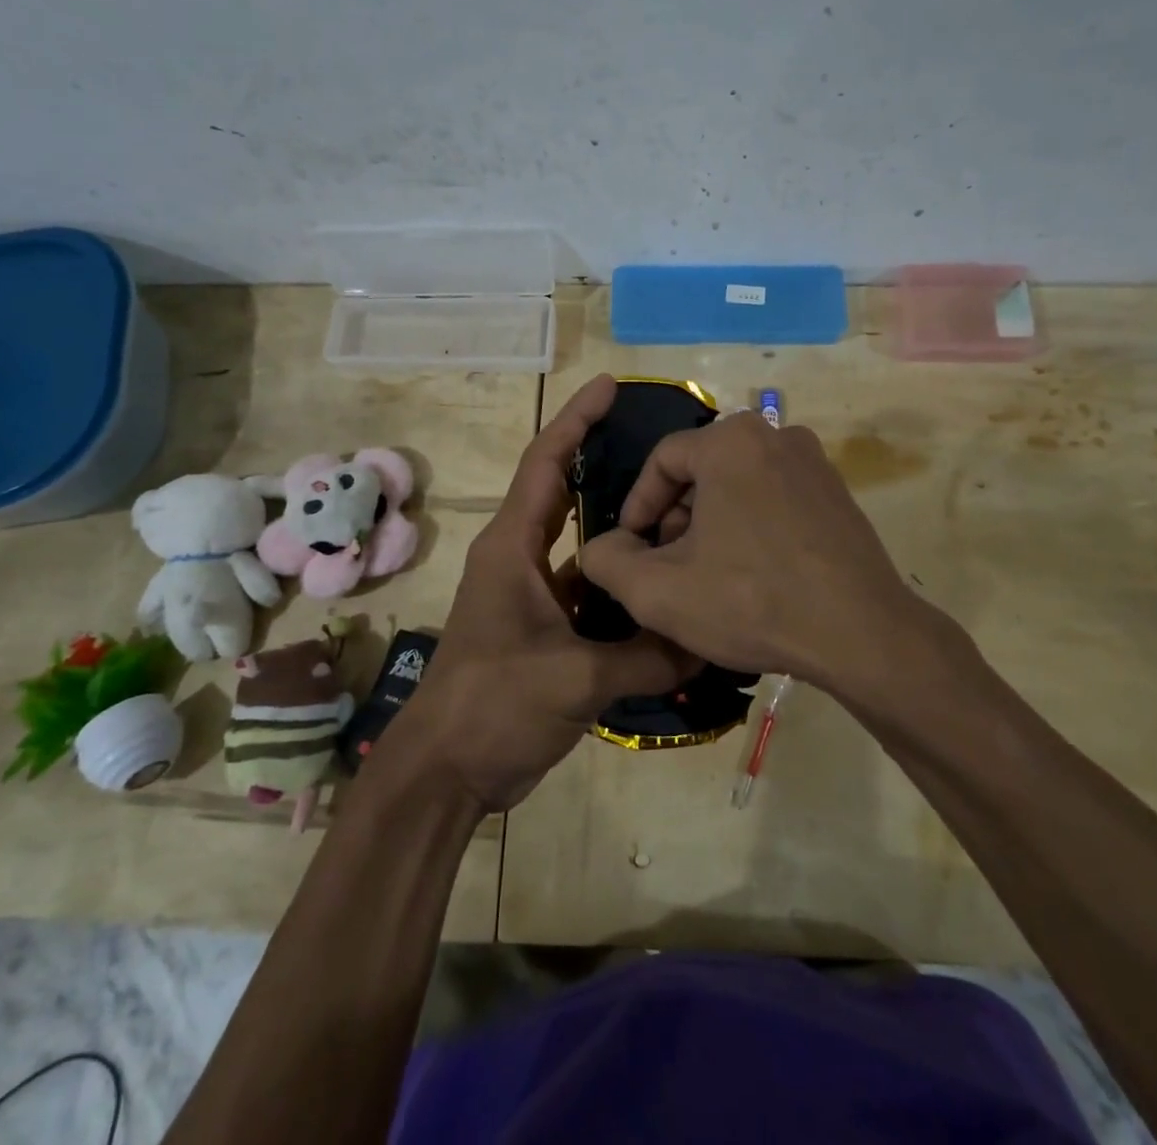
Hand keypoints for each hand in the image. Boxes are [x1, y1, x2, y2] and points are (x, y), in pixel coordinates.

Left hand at [392, 376, 692, 812]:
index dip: (577, 418)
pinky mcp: (547, 631)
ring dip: (623, 535)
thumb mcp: (575, 679)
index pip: (547, 462)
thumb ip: (646, 656)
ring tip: (681, 515)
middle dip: (607, 463)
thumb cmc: (493, 705)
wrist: (446, 771)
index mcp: (513, 547)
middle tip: (663, 448)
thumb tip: (710, 642)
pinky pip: (593, 595)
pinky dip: (624, 591)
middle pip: (567, 494)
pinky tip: (666, 591)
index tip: (611, 385)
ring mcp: (534, 596)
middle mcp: (522, 559)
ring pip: (587, 549)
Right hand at [579, 411, 932, 693]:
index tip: (632, 547)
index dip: (637, 505)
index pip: (662, 459)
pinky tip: (752, 575)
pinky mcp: (838, 494)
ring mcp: (815, 463)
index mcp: (730, 441)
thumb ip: (607, 561)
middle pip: (702, 470)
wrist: (862, 634)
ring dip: (712, 523)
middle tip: (668, 564)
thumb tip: (602, 546)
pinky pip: (775, 498)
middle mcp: (775, 435)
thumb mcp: (657, 590)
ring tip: (707, 575)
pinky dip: (751, 526)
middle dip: (676, 516)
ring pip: (738, 484)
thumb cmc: (751, 600)